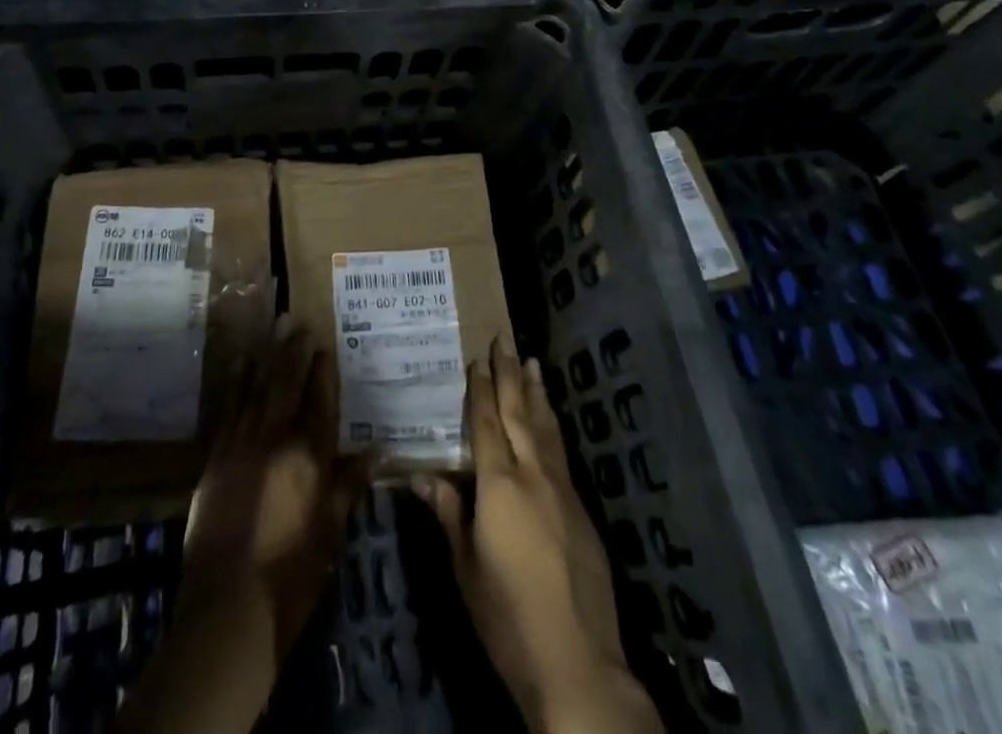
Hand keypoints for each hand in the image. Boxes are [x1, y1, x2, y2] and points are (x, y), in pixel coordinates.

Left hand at [181, 314, 366, 651]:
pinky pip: (229, 408)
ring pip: (257, 388)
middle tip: (296, 320)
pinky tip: (239, 363)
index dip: (323, 370)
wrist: (228, 608)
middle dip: (293, 351)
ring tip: (272, 328)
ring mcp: (242, 445)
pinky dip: (235, 382)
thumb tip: (378, 450)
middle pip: (287, 383)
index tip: (324, 342)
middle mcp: (276, 439)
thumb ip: (350, 486)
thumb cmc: (291, 575)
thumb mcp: (331, 533)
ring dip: (266, 356)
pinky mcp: (216, 457)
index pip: (320, 400)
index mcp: (310, 457)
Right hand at [414, 343, 661, 733]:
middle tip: (505, 341)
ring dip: (536, 392)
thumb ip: (447, 514)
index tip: (477, 359)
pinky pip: (560, 451)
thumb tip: (420, 475)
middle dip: (510, 375)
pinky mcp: (581, 509)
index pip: (487, 423)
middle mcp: (532, 475)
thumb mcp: (465, 567)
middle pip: (519, 413)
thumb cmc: (507, 616)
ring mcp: (561, 489)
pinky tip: (550, 419)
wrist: (576, 660)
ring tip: (532, 361)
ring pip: (545, 427)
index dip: (481, 389)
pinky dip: (552, 425)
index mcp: (498, 485)